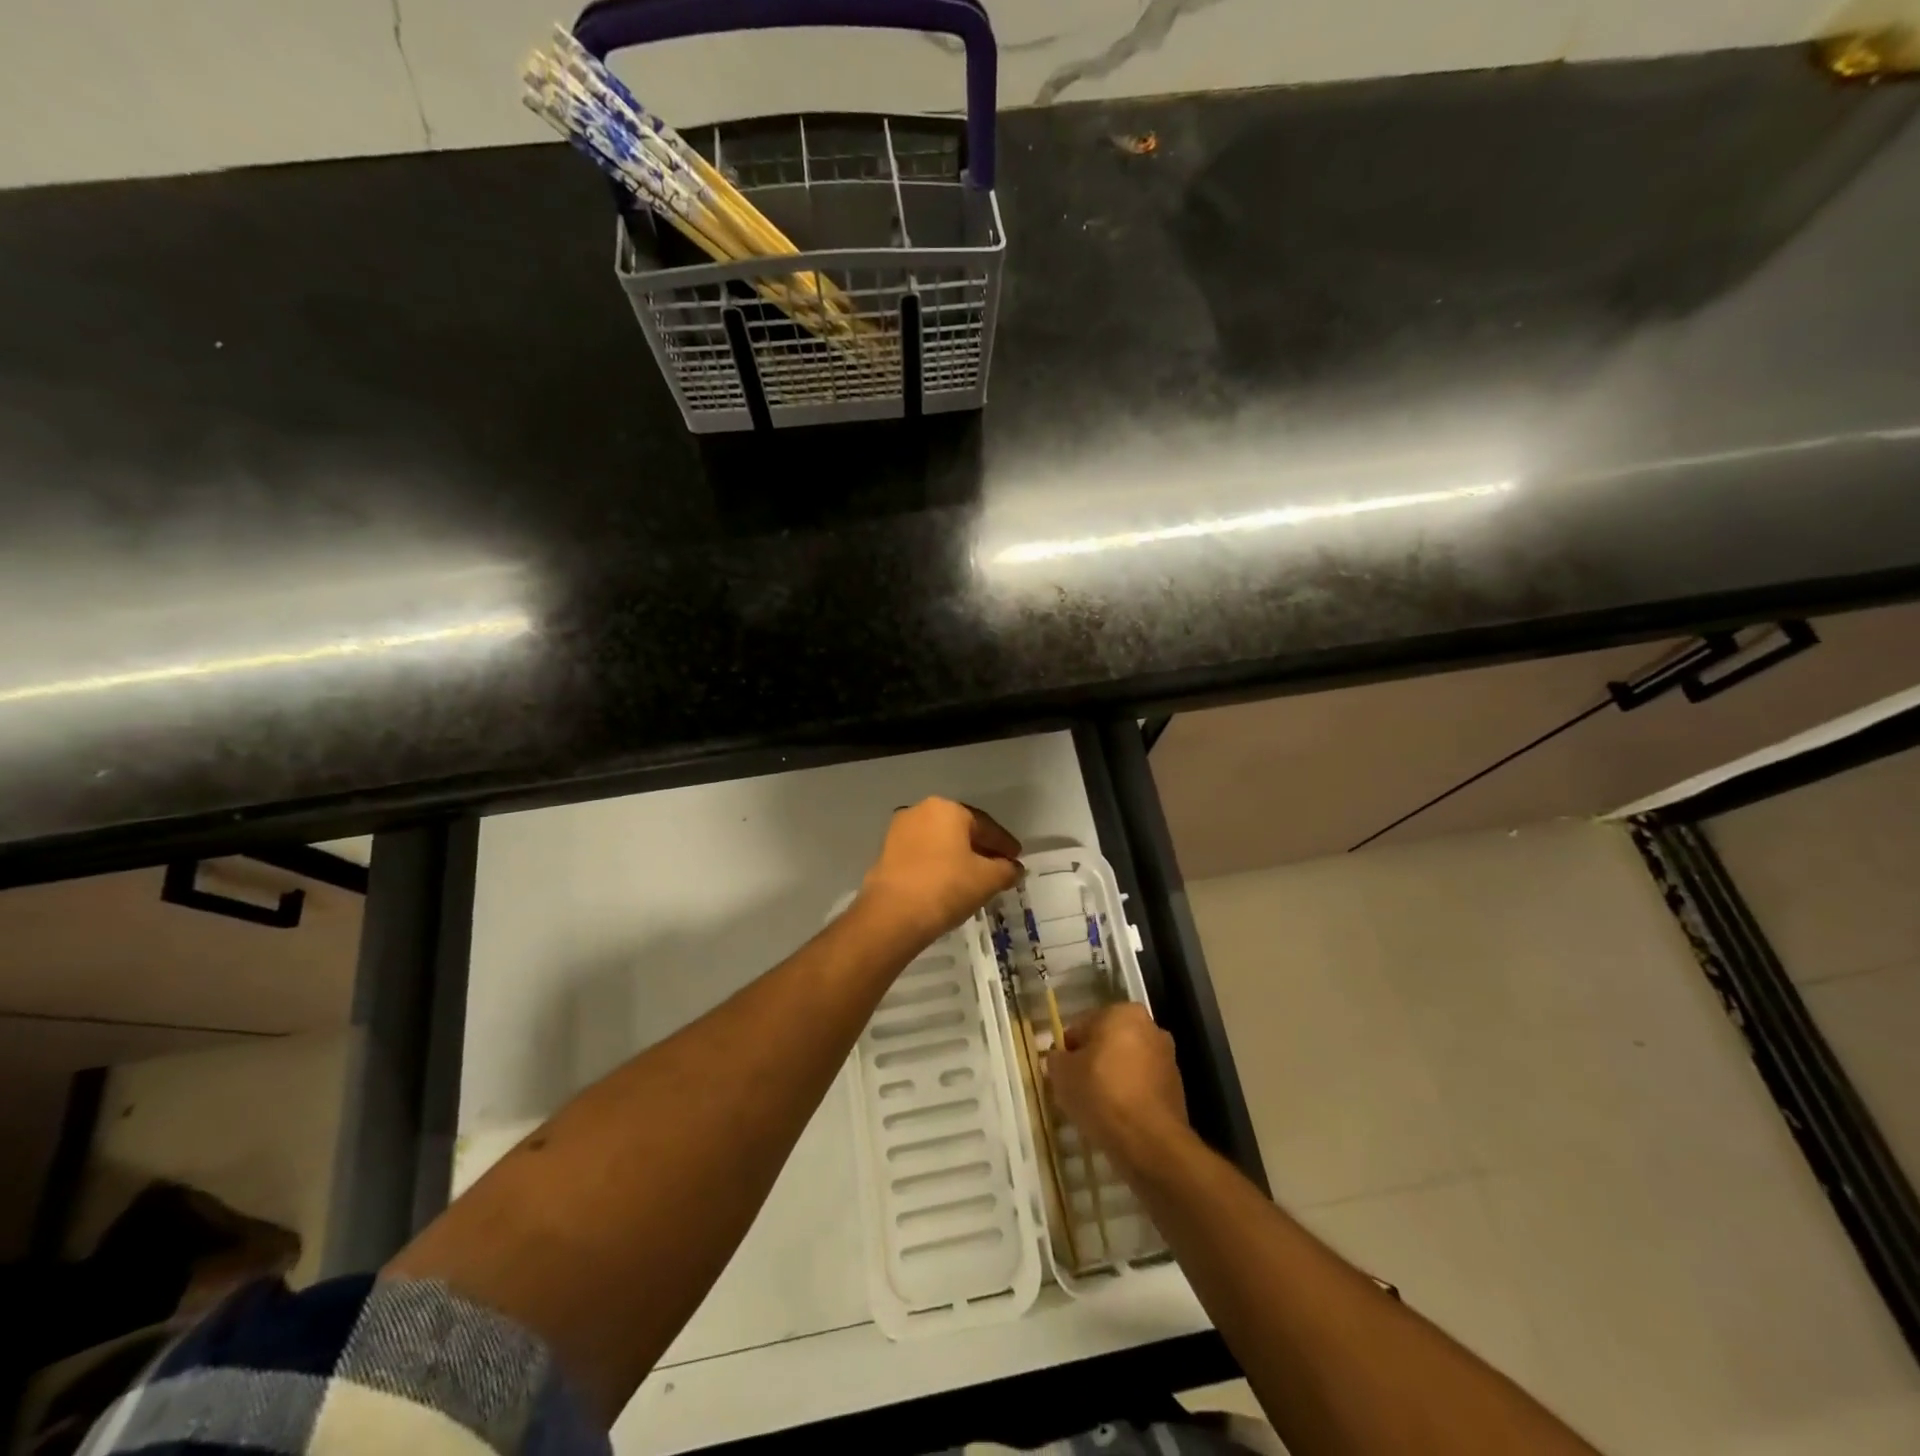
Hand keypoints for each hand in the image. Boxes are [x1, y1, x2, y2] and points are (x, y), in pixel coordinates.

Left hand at [858, 797, 1022, 943]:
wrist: (893, 914)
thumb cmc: (946, 887)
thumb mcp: (987, 879)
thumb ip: (1006, 870)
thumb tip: (1014, 868)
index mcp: (947, 808)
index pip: (985, 825)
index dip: (1004, 843)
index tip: (1017, 858)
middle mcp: (921, 811)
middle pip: (961, 830)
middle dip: (981, 848)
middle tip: (999, 867)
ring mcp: (899, 831)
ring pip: (940, 842)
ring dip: (959, 856)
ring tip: (975, 877)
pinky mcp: (886, 853)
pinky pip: (922, 854)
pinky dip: (938, 865)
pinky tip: (949, 883)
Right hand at [1048, 1003, 1189, 1177]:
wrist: (1149, 1142)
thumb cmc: (1101, 1094)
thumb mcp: (1062, 1073)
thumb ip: (1056, 1058)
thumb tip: (1061, 1058)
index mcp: (1122, 1012)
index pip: (1083, 1026)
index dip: (1068, 1050)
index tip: (1062, 1073)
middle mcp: (1150, 1027)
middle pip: (1108, 1042)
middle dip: (1093, 1061)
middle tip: (1077, 1088)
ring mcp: (1167, 1058)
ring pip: (1126, 1064)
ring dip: (1112, 1078)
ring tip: (1097, 1107)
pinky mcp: (1176, 1088)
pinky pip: (1141, 1086)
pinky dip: (1130, 1096)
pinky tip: (1118, 1118)